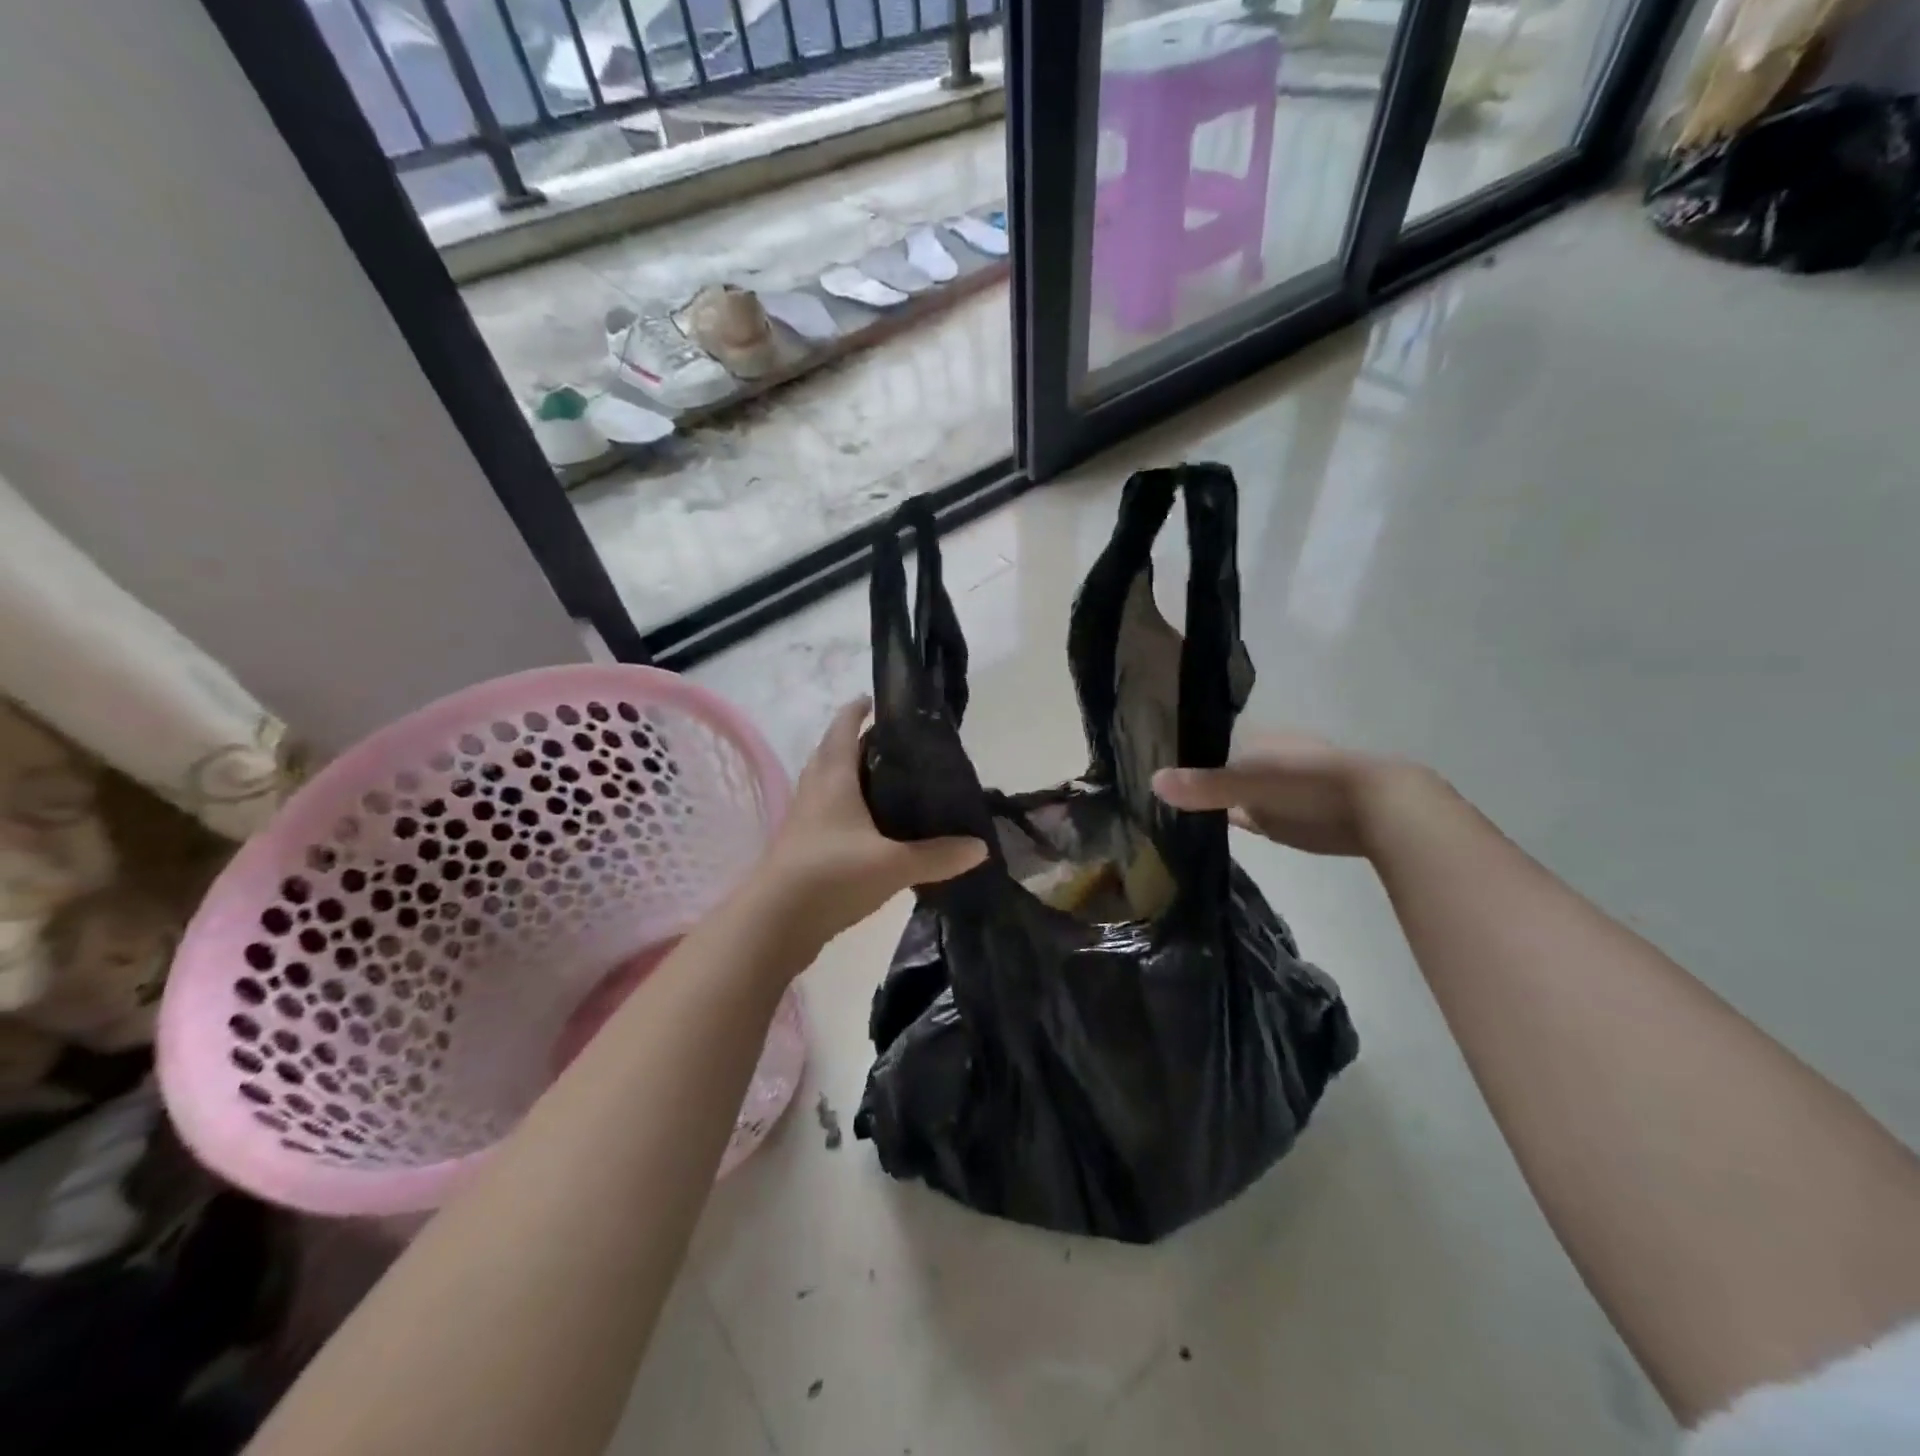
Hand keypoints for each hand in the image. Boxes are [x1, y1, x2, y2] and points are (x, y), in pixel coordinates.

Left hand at [746, 699, 985, 948]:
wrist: (773, 924)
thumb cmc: (831, 876)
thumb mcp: (893, 865)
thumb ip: (938, 856)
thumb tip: (980, 847)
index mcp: (833, 777)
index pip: (843, 726)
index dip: (859, 709)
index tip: (881, 701)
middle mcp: (814, 790)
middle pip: (833, 752)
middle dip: (860, 743)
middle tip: (899, 748)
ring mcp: (803, 819)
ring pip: (827, 783)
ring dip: (851, 776)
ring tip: (889, 784)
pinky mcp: (800, 846)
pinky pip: (825, 813)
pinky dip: (846, 809)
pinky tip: (871, 829)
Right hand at [1151, 731, 1430, 857]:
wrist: (1378, 810)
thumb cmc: (1310, 784)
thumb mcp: (1250, 783)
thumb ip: (1204, 786)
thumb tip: (1151, 781)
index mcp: (1252, 741)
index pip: (1204, 742)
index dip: (1178, 754)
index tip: (1145, 765)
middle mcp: (1260, 760)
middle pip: (1215, 769)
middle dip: (1191, 778)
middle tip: (1152, 793)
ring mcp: (1273, 790)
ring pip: (1229, 793)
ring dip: (1208, 801)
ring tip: (1168, 811)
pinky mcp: (1285, 818)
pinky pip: (1245, 816)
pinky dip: (1228, 820)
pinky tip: (1204, 828)